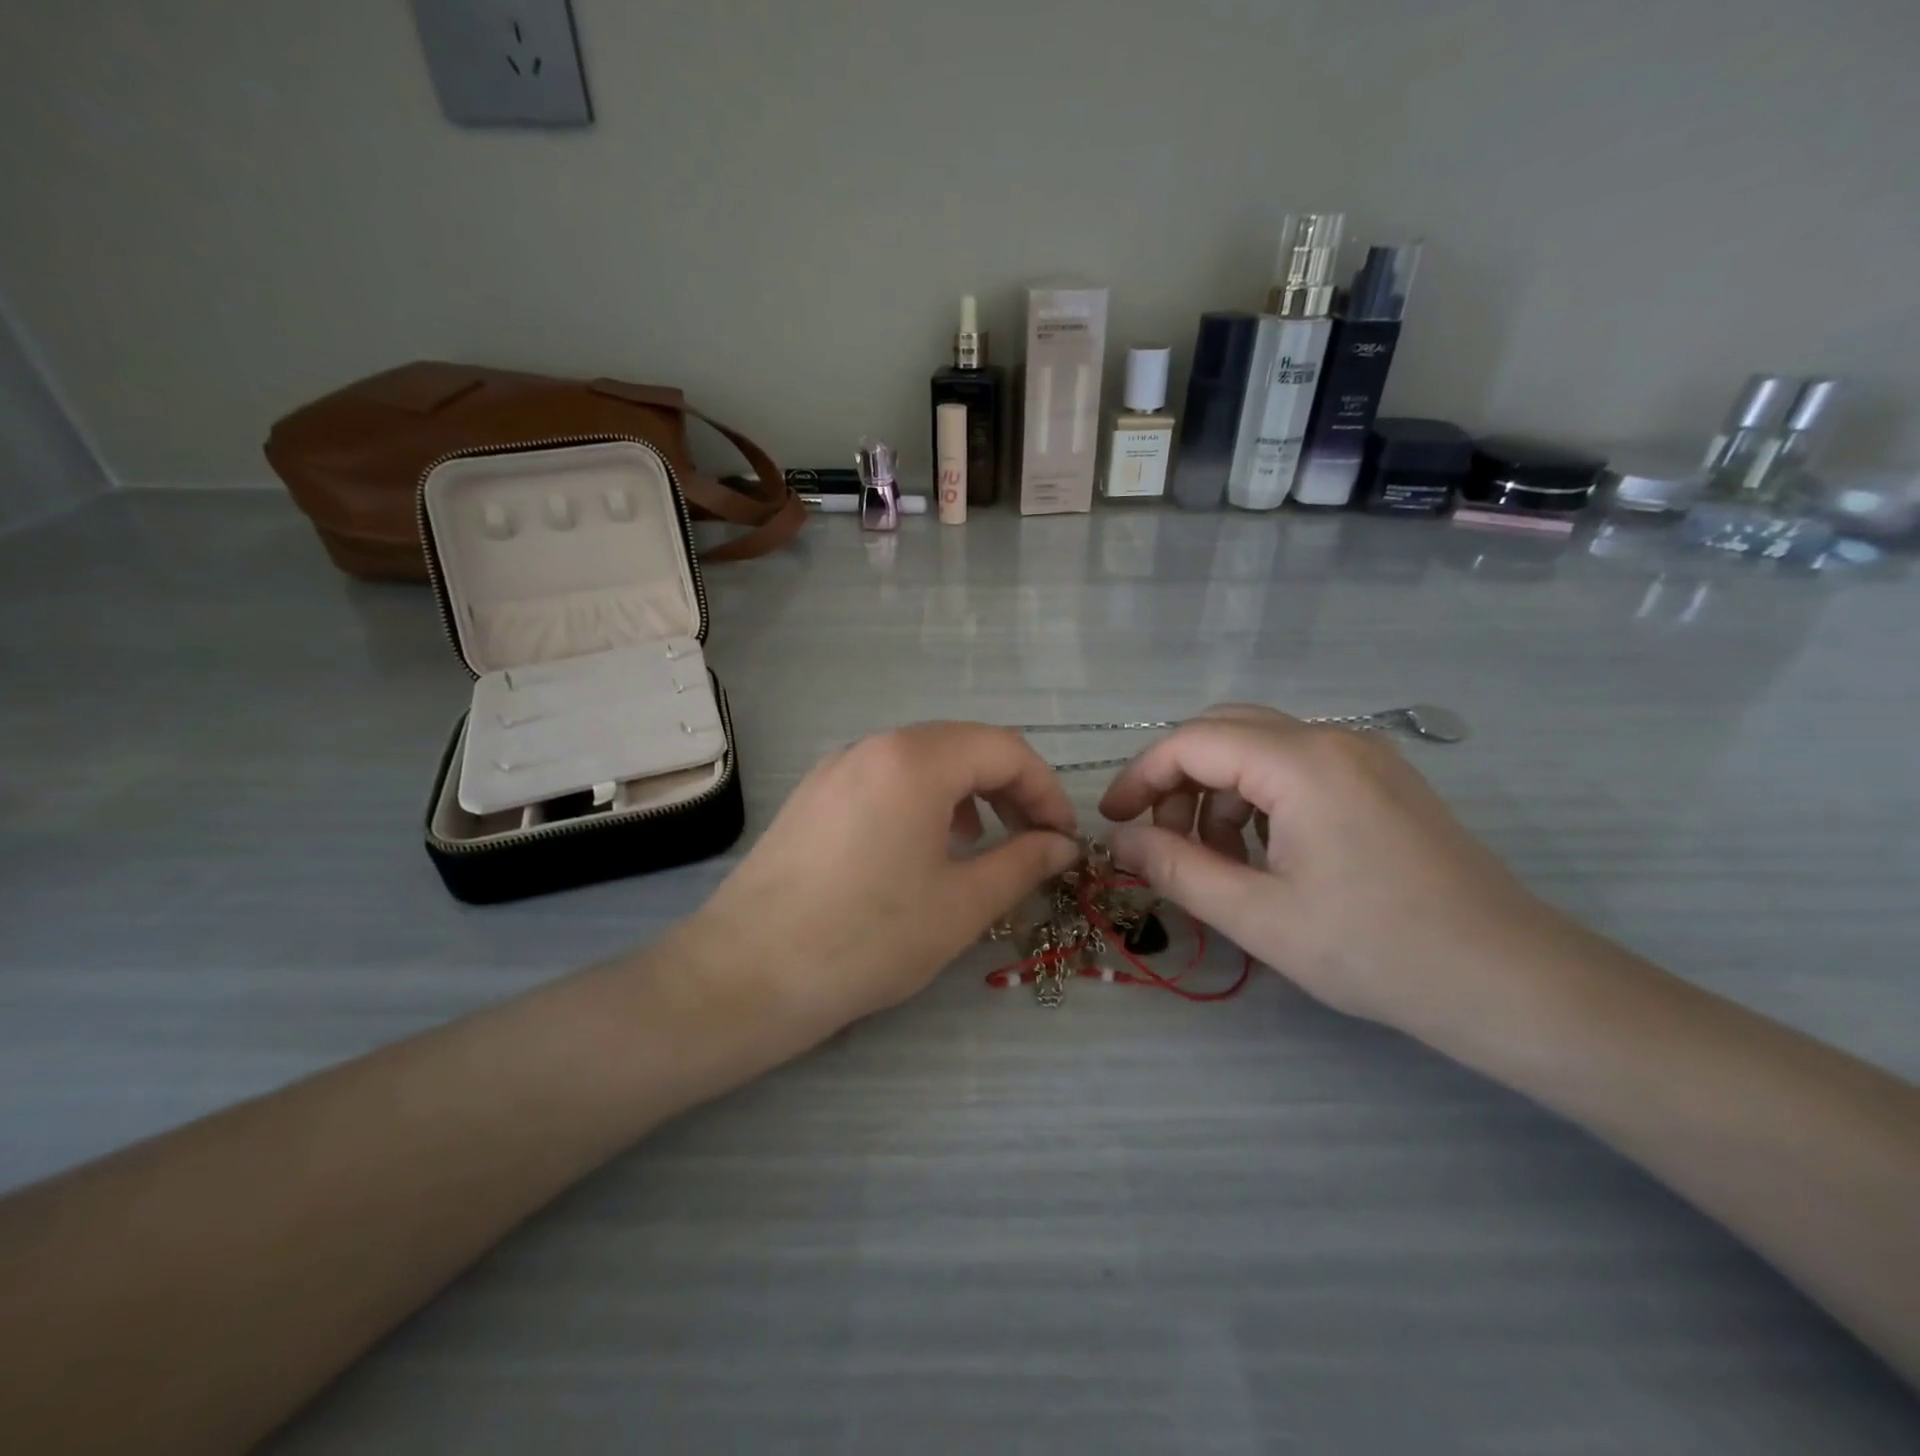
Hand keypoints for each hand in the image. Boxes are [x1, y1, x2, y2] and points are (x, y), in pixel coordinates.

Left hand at [683, 722, 1080, 1031]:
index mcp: (915, 760)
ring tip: (979, 845)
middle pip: (963, 746)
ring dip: (966, 793)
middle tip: (1032, 841)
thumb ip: (1023, 863)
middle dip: (1009, 788)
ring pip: (922, 761)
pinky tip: (921, 849)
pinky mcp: (813, 795)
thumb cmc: (867, 939)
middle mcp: (873, 746)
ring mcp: (836, 767)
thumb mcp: (961, 905)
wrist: (746, 974)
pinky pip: (884, 779)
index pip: (1004, 749)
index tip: (1063, 839)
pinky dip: (922, 801)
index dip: (1045, 790)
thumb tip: (1063, 845)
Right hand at [1099, 705, 1561, 1034]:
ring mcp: (1365, 756)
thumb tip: (1120, 841)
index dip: (1140, 776)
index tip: (1113, 821)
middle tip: (1161, 839)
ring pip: (1260, 748)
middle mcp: (1333, 739)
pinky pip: (1298, 768)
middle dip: (1178, 780)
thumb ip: (1176, 869)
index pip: (1192, 742)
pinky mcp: (1383, 780)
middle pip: (1224, 731)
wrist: (1513, 983)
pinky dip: (1260, 799)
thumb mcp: (1257, 916)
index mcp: (1301, 762)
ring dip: (1219, 792)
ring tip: (1218, 861)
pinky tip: (1266, 855)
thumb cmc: (1376, 951)